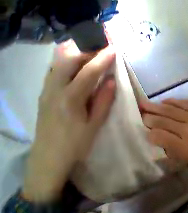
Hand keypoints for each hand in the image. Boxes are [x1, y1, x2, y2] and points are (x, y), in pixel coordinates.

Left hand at [23, 42, 116, 202]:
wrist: (48, 158)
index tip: (113, 49)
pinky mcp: (43, 93)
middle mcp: (54, 89)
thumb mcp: (94, 124)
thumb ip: (103, 101)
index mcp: (70, 99)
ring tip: (89, 53)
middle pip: (69, 61)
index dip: (102, 60)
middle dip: (86, 51)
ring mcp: (46, 90)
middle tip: (101, 49)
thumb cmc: (75, 143)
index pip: (88, 72)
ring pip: (58, 64)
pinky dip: (65, 63)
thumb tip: (112, 82)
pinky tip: (73, 65)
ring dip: (75, 55)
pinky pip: (53, 71)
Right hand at [140, 99, 187, 165]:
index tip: (146, 131)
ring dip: (156, 107)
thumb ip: (176, 151)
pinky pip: (186, 103)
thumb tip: (161, 140)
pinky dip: (174, 101)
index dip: (150, 133)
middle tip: (139, 113)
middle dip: (149, 117)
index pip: (159, 137)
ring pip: (171, 111)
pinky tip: (165, 101)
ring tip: (144, 104)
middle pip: (162, 122)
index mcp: (184, 147)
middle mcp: (186, 131)